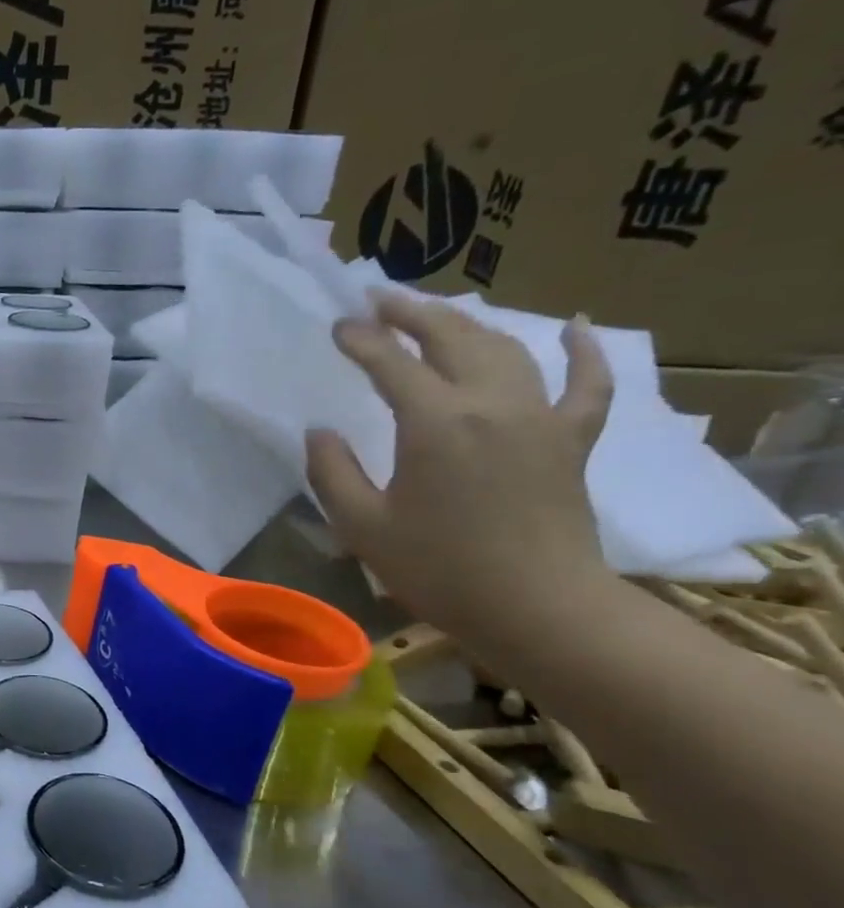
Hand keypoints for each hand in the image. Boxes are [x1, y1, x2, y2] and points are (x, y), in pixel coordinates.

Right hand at [304, 294, 615, 647]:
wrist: (537, 608)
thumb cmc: (439, 569)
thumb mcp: (362, 525)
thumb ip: (332, 472)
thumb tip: (320, 431)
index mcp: (435, 423)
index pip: (390, 363)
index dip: (361, 341)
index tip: (337, 326)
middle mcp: (491, 403)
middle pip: (453, 337)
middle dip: (411, 313)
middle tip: (378, 300)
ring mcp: (540, 417)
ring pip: (506, 348)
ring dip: (467, 323)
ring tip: (436, 313)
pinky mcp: (571, 438)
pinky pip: (586, 383)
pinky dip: (583, 351)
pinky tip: (574, 325)